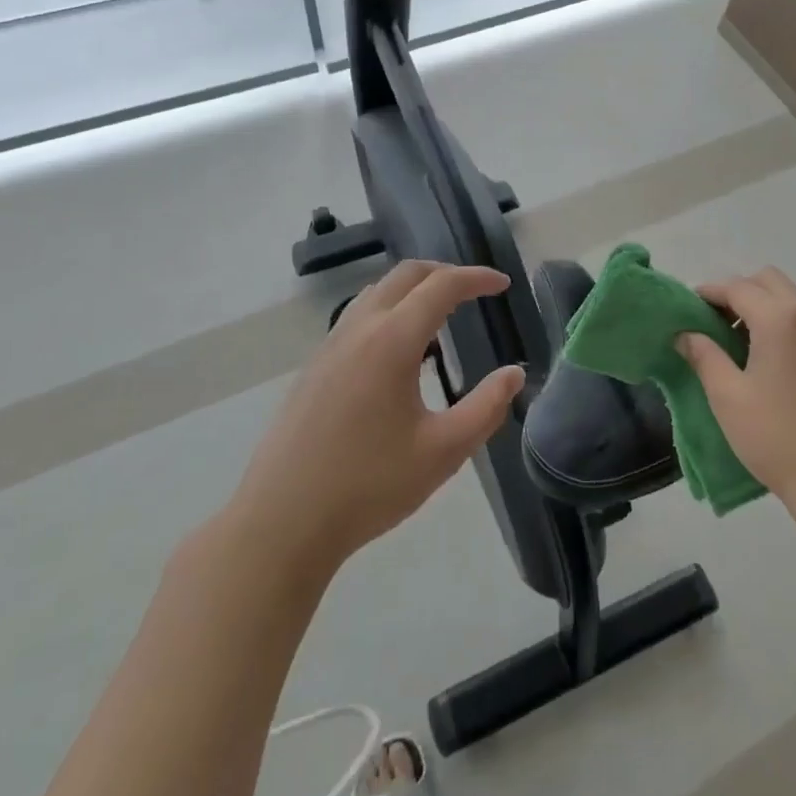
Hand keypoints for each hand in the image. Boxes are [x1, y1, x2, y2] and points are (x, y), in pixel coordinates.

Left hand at [225, 262, 524, 575]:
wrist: (282, 522)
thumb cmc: (369, 486)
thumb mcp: (443, 452)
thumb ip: (486, 408)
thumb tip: (514, 374)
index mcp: (392, 341)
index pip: (442, 286)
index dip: (477, 278)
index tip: (504, 285)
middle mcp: (358, 330)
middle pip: (405, 275)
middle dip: (445, 272)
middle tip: (475, 291)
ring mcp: (329, 346)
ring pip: (376, 293)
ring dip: (413, 289)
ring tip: (440, 315)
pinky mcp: (313, 368)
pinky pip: (357, 316)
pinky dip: (389, 310)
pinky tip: (398, 351)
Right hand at [677, 268, 795, 522]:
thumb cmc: (777, 436)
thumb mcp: (727, 397)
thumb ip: (704, 356)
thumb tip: (686, 335)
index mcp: (780, 320)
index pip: (738, 287)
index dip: (709, 292)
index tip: (688, 306)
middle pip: (769, 281)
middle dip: (739, 292)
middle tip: (715, 322)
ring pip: (792, 300)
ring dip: (763, 307)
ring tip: (739, 343)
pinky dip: (784, 325)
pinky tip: (770, 362)